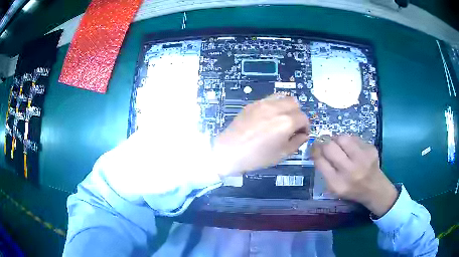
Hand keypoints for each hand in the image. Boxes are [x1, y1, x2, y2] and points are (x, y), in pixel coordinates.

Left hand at [214, 95, 309, 175]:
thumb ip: (297, 142)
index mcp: (286, 122)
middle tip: (292, 126)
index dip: (305, 127)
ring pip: (283, 97)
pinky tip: (269, 117)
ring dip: (287, 106)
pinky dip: (275, 105)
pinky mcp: (253, 103)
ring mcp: (263, 103)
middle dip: (297, 114)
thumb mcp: (281, 154)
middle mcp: (277, 108)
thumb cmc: (257, 157)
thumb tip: (303, 135)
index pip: (304, 118)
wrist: (229, 151)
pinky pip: (270, 98)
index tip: (300, 134)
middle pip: (295, 103)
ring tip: (282, 118)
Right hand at [312, 135, 396, 216]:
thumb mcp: (334, 187)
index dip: (315, 150)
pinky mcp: (371, 149)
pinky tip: (351, 148)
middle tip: (323, 142)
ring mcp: (362, 158)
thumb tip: (317, 148)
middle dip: (323, 142)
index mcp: (337, 184)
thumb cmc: (351, 190)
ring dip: (337, 139)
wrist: (374, 189)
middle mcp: (350, 171)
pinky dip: (349, 141)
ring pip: (342, 138)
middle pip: (330, 147)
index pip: (320, 161)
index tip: (314, 146)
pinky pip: (354, 138)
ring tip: (338, 144)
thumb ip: (325, 169)